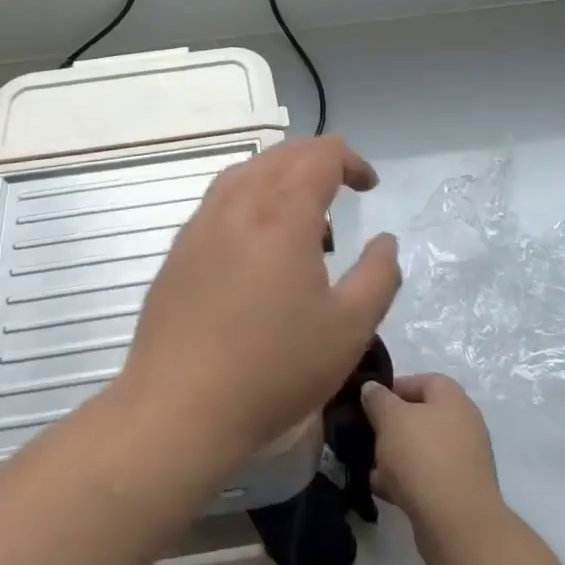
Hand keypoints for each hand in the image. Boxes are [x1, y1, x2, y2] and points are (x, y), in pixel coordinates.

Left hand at [119, 135, 401, 473]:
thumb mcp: (349, 328)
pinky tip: (256, 241)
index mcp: (282, 213)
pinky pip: (220, 200)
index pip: (320, 155)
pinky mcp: (180, 249)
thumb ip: (378, 276)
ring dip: (280, 176)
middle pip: (282, 156)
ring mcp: (202, 224)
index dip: (351, 161)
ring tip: (301, 213)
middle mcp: (239, 204)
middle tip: (342, 191)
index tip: (369, 187)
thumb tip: (385, 242)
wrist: (179, 409)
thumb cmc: (274, 368)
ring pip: (246, 172)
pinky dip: (249, 198)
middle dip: (318, 161)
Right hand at [361, 373, 503, 564]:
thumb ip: (377, 399)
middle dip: (390, 427)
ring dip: (395, 457)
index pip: (419, 381)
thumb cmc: (423, 458)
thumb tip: (372, 388)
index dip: (391, 389)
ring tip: (370, 468)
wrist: (458, 526)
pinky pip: (426, 477)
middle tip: (368, 437)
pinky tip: (382, 490)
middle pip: (419, 416)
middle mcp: (463, 424)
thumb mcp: (390, 418)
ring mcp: (464, 460)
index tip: (367, 405)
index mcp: (452, 398)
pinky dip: (405, 481)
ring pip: (421, 449)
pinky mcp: (459, 492)